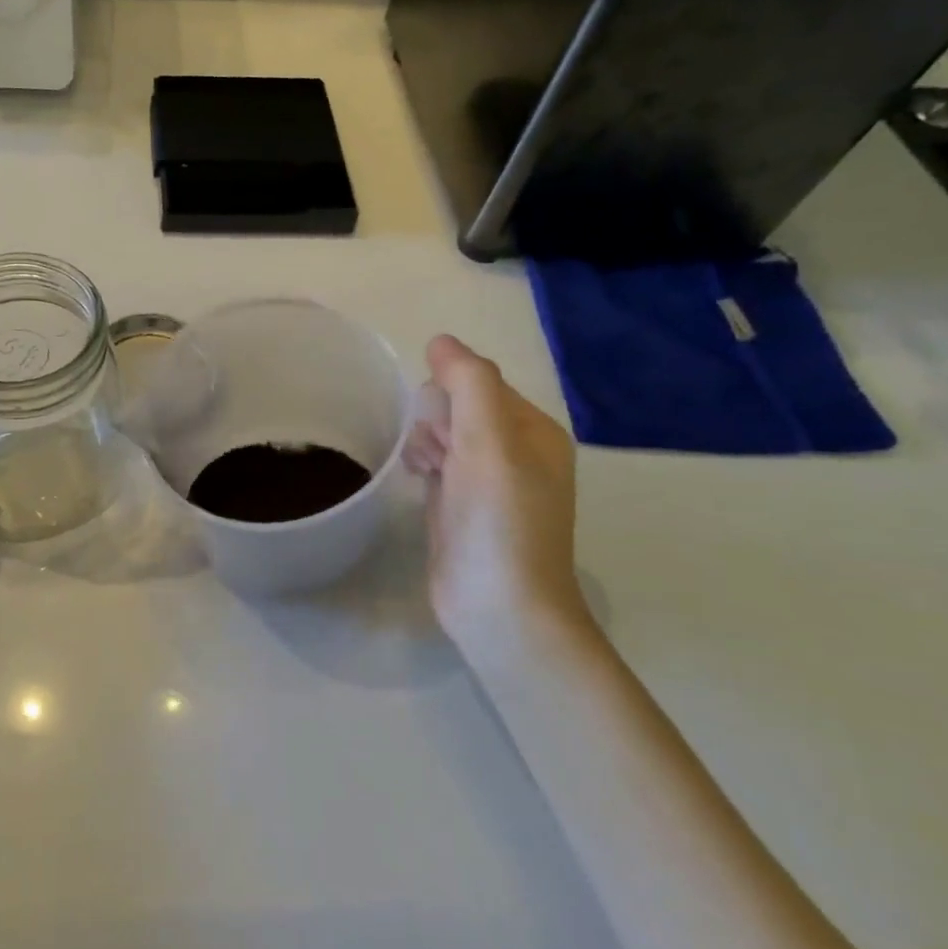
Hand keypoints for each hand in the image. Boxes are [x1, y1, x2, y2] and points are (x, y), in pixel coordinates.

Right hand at [404, 336, 589, 660]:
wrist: (499, 607)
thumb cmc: (499, 520)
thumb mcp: (488, 441)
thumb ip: (468, 382)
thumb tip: (440, 341)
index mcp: (533, 431)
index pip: (479, 382)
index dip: (450, 395)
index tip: (438, 426)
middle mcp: (515, 452)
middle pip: (459, 406)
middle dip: (435, 419)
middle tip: (434, 455)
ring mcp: (488, 482)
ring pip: (444, 434)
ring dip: (425, 441)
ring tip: (422, 469)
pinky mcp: (462, 507)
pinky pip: (437, 464)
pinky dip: (422, 464)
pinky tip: (414, 478)